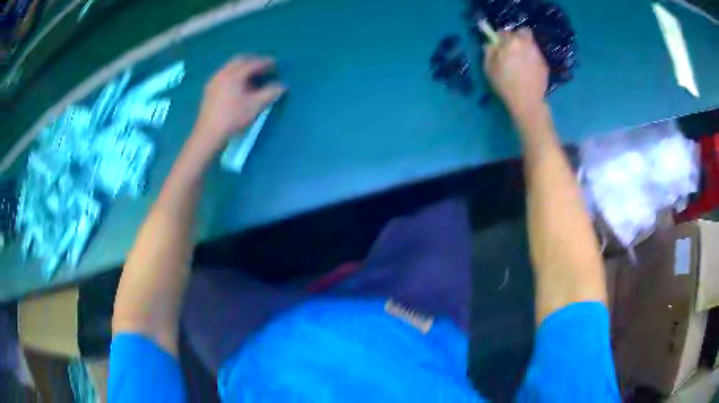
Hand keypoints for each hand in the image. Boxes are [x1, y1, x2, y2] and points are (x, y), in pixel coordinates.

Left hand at [192, 56, 284, 149]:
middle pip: (239, 60)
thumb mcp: (255, 106)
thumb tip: (283, 86)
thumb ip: (270, 93)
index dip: (265, 62)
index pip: (253, 63)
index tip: (275, 63)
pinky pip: (224, 74)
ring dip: (242, 67)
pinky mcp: (209, 90)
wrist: (208, 133)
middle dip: (252, 61)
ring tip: (251, 75)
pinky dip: (234, 74)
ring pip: (230, 67)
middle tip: (263, 66)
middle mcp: (223, 73)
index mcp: (234, 74)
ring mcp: (214, 81)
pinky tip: (237, 84)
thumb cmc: (232, 118)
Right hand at [484, 29, 548, 116]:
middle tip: (513, 48)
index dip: (500, 37)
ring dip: (525, 47)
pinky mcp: (544, 64)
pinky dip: (532, 59)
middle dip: (517, 36)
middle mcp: (526, 44)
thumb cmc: (505, 85)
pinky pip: (536, 56)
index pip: (503, 31)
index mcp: (510, 43)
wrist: (527, 102)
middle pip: (523, 32)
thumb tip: (490, 44)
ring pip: (531, 43)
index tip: (498, 45)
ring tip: (522, 61)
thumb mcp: (489, 68)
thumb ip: (489, 52)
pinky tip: (529, 70)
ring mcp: (537, 54)